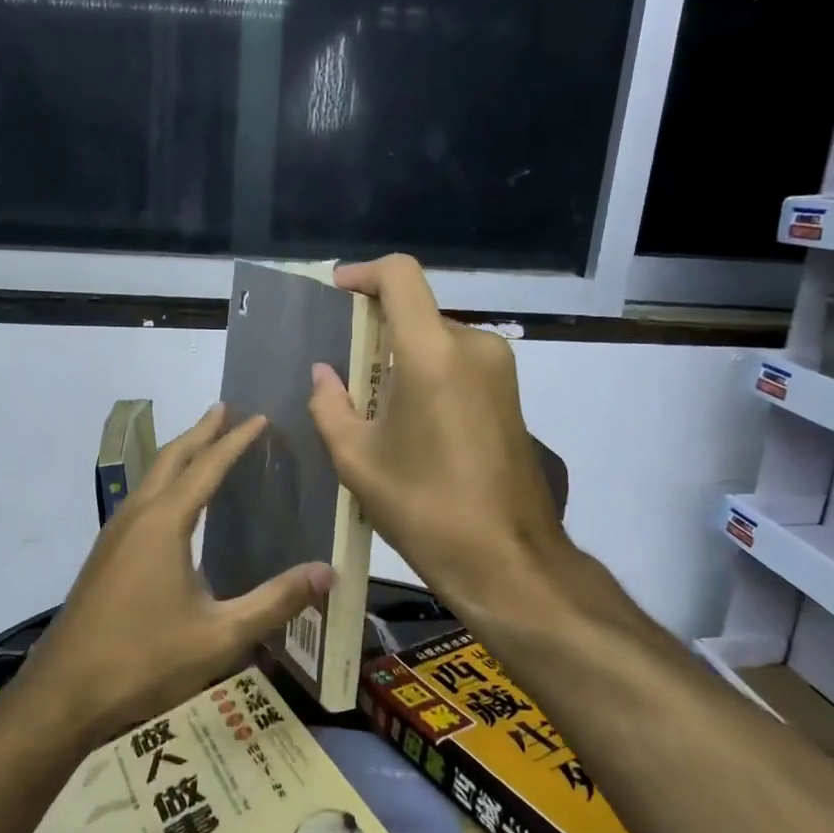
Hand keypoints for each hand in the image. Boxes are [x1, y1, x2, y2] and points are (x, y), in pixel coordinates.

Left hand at [21, 405, 332, 746]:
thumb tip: (327, 572)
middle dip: (200, 432)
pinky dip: (164, 483)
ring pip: (150, 478)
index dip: (235, 441)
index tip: (259, 417)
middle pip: (171, 458)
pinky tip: (173, 507)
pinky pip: (140, 501)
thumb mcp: (220, 636)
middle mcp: (136, 517)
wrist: (65, 693)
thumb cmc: (145, 660)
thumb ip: (275, 601)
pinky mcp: (105, 556)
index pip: (207, 466)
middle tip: (226, 410)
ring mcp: (114, 535)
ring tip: (204, 445)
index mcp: (164, 523)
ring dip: (179, 455)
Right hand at [307, 254, 570, 619]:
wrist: (507, 559)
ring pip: (437, 339)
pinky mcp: (510, 394)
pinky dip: (426, 373)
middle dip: (375, 329)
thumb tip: (323, 374)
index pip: (400, 277)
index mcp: (433, 354)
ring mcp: (500, 370)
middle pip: (416, 311)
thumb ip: (330, 405)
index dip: (363, 273)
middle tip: (341, 367)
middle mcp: (474, 347)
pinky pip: (458, 363)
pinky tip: (406, 420)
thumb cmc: (425, 508)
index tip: (335, 291)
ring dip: (400, 356)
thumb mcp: (357, 460)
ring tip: (370, 403)